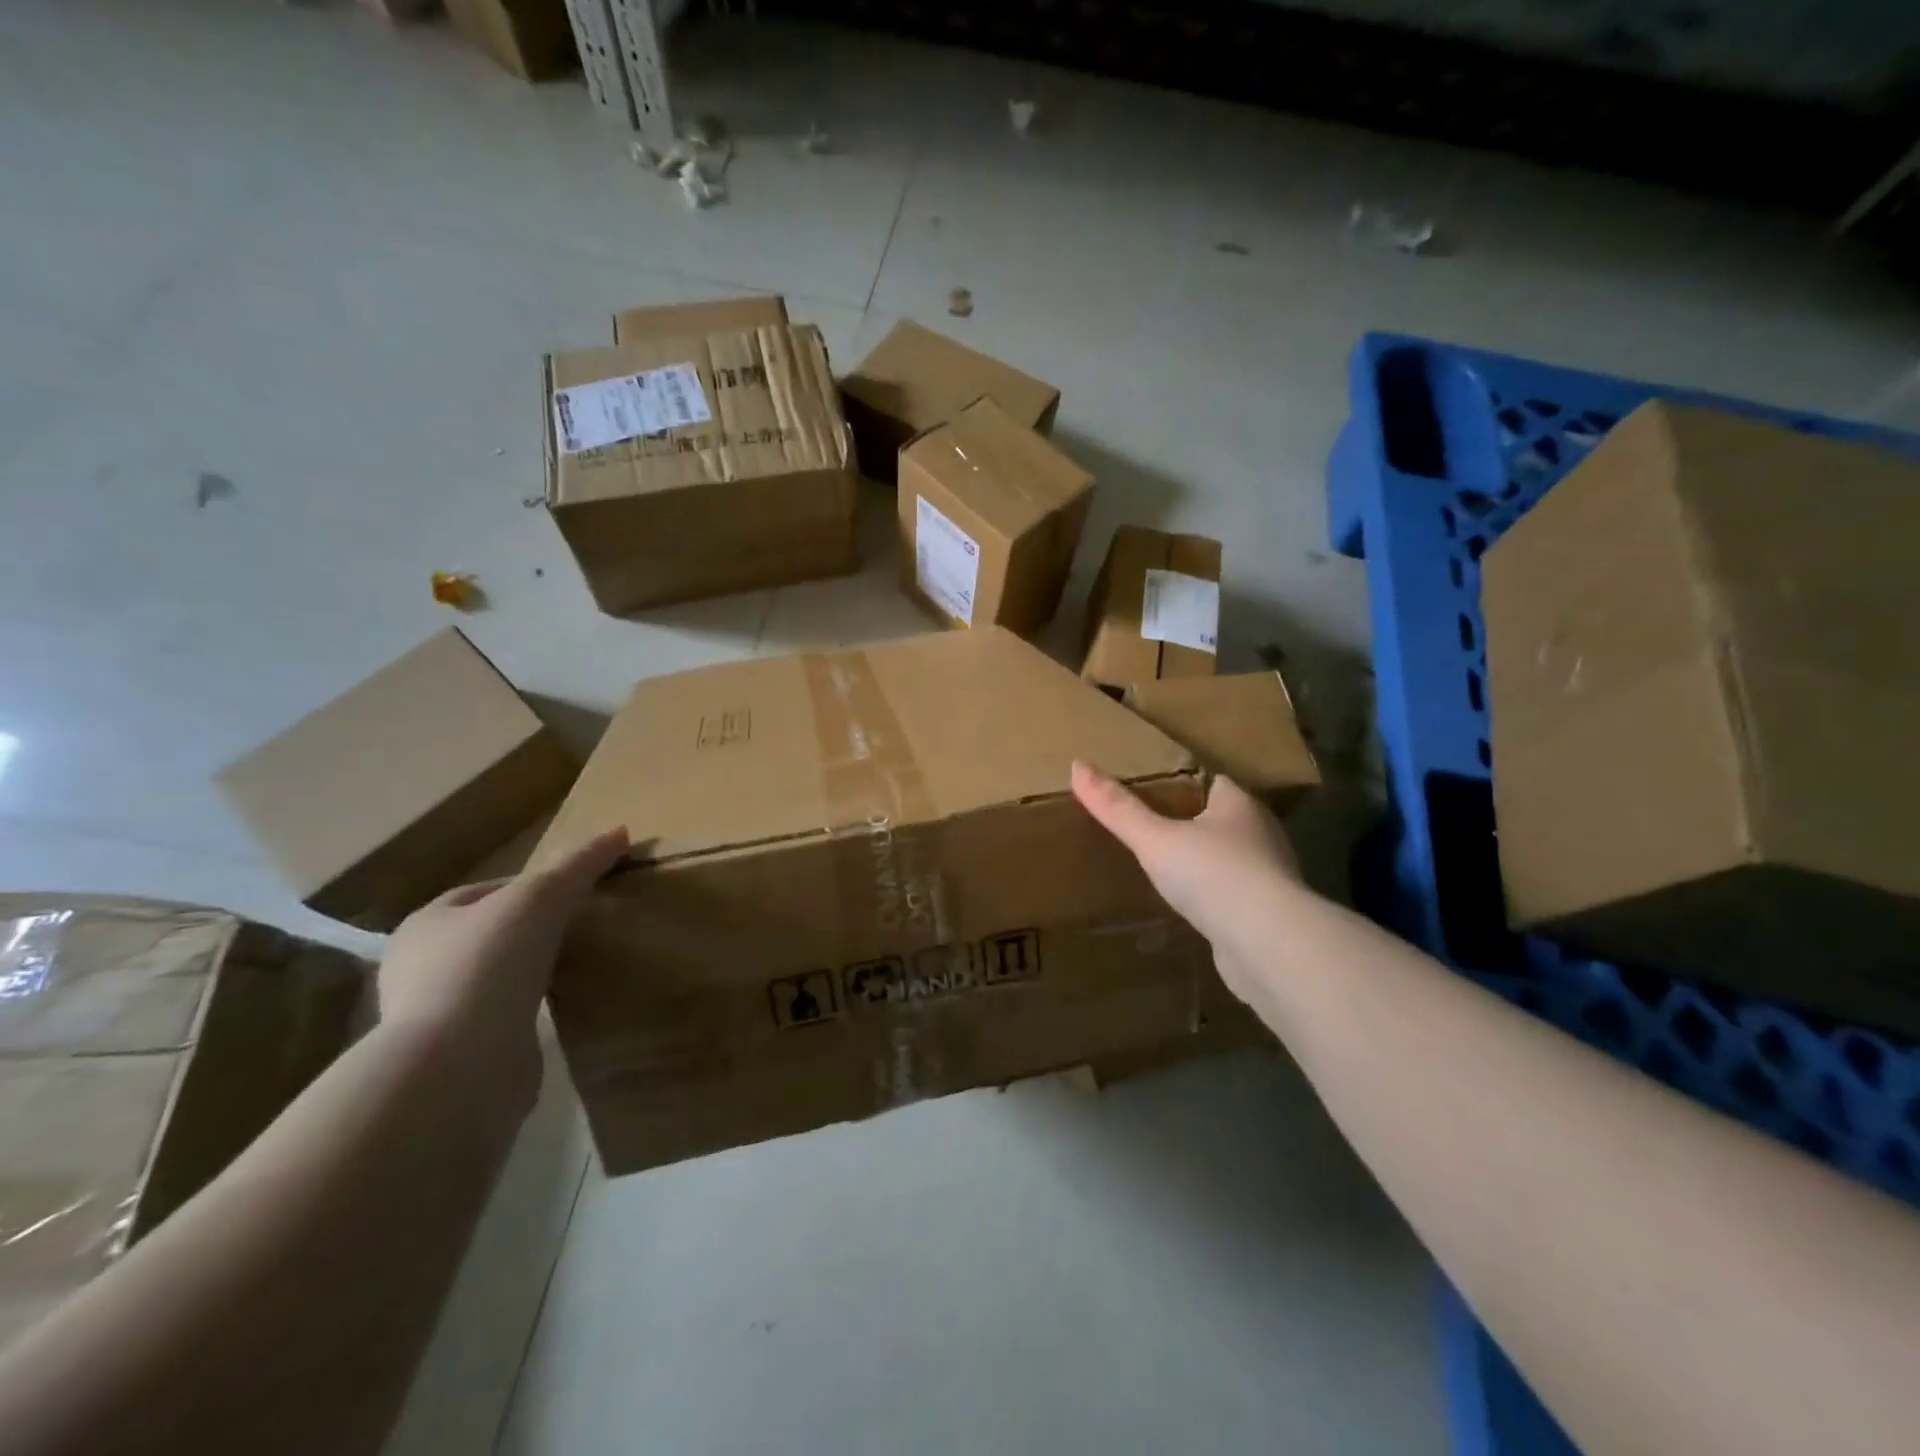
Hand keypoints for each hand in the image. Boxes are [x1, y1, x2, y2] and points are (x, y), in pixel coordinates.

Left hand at [377, 828, 629, 1057]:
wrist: (459, 1066)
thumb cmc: (488, 964)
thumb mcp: (541, 898)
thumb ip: (579, 864)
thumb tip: (620, 831)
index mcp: (425, 924)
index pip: (483, 891)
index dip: (530, 886)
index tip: (575, 892)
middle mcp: (419, 968)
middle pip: (488, 934)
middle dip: (531, 930)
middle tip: (581, 926)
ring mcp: (436, 1016)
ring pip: (495, 978)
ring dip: (529, 973)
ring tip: (575, 966)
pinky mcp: (459, 1055)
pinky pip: (502, 1019)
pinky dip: (529, 1012)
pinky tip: (558, 1009)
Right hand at [1071, 762, 1300, 1006]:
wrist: (1269, 945)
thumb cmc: (1213, 875)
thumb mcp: (1154, 838)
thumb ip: (1117, 808)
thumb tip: (1077, 766)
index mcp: (1239, 805)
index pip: (1213, 782)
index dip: (1185, 783)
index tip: (1155, 789)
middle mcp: (1261, 835)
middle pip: (1223, 820)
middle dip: (1193, 824)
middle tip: (1153, 829)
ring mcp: (1270, 877)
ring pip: (1231, 861)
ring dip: (1206, 865)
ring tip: (1167, 870)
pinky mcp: (1269, 917)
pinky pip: (1236, 898)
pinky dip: (1215, 900)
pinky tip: (1192, 910)